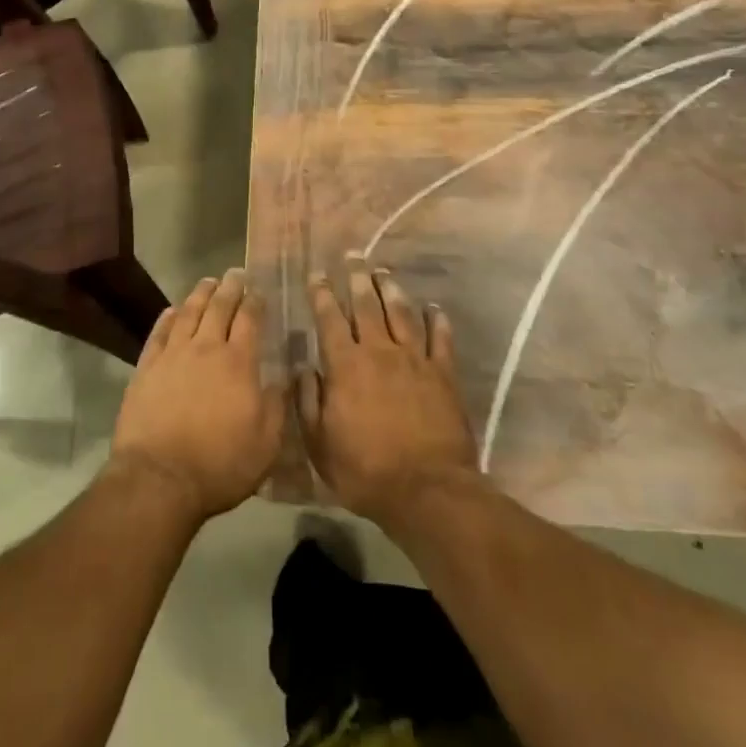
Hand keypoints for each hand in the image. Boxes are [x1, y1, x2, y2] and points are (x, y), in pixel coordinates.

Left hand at [110, 270, 286, 523]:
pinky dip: (167, 318)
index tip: (258, 289)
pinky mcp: (146, 369)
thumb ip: (278, 405)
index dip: (255, 301)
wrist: (159, 479)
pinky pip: (159, 334)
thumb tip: (286, 376)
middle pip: (219, 308)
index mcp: (238, 362)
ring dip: (200, 294)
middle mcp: (206, 348)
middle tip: (235, 273)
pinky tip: (172, 310)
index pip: (249, 319)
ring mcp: (173, 356)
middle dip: (230, 288)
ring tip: (207, 282)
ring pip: (188, 313)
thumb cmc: (220, 464)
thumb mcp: (266, 444)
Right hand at [300, 258, 478, 527]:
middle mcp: (379, 351)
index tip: (317, 274)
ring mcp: (414, 360)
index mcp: (345, 366)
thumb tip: (303, 366)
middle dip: (357, 278)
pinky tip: (434, 307)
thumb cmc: (365, 471)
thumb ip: (308, 401)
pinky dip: (436, 319)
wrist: (426, 490)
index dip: (322, 294)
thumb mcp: (320, 443)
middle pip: (366, 305)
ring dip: (391, 289)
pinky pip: (439, 338)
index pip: (329, 319)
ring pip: (401, 313)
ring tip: (383, 272)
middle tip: (353, 256)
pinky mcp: (443, 374)